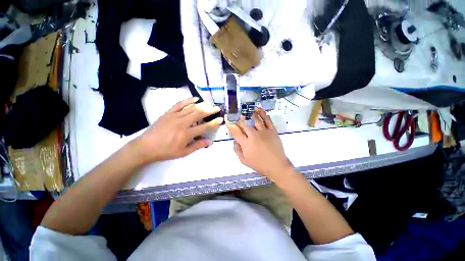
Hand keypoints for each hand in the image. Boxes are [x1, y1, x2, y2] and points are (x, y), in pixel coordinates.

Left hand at [134, 97, 222, 162]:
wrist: (146, 146)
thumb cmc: (166, 151)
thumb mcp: (183, 152)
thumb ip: (197, 146)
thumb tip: (210, 142)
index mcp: (186, 134)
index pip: (204, 127)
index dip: (214, 123)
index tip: (220, 119)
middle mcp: (182, 123)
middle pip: (199, 114)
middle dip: (210, 110)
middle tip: (217, 108)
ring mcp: (175, 116)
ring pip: (191, 108)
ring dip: (202, 105)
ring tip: (209, 104)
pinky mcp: (169, 113)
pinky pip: (179, 104)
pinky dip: (188, 100)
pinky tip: (195, 98)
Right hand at [226, 108, 292, 182]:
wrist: (276, 166)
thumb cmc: (259, 164)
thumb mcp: (244, 161)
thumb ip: (237, 150)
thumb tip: (234, 140)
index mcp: (246, 144)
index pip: (235, 131)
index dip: (230, 124)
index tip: (227, 119)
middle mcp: (254, 135)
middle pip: (244, 124)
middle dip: (238, 118)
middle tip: (235, 114)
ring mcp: (264, 131)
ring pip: (254, 119)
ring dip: (248, 114)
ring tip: (244, 110)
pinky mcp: (272, 130)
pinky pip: (267, 119)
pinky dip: (262, 113)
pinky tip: (257, 109)